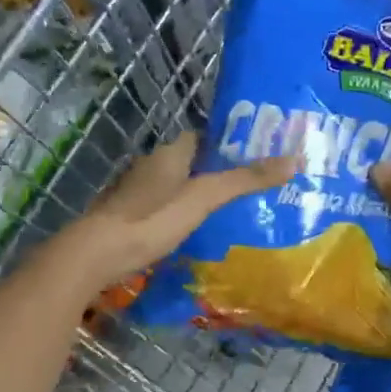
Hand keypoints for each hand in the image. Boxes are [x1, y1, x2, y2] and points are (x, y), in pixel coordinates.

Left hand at [60, 133, 295, 292]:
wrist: (96, 254)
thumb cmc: (153, 219)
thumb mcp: (205, 198)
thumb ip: (245, 180)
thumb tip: (294, 160)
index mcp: (170, 153)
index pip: (202, 137)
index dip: (227, 144)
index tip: (254, 156)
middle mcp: (151, 166)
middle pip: (190, 162)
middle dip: (215, 172)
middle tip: (249, 187)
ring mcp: (136, 193)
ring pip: (175, 187)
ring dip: (196, 195)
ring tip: (230, 212)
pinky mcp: (128, 217)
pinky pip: (162, 208)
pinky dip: (179, 215)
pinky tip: (196, 232)